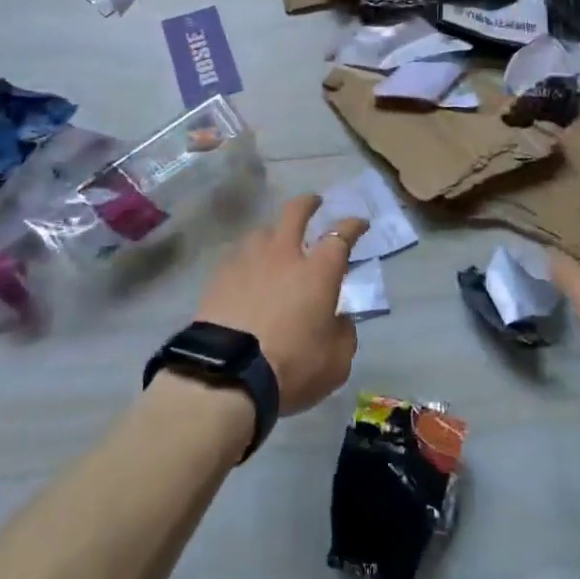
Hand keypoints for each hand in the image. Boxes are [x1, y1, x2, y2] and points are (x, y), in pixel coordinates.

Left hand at [194, 196, 366, 414]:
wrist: (227, 375)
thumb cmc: (291, 366)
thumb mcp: (336, 362)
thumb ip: (343, 333)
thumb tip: (338, 319)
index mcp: (317, 271)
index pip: (341, 235)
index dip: (353, 225)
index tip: (360, 222)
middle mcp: (284, 255)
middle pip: (295, 213)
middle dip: (308, 203)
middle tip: (314, 202)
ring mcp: (248, 261)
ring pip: (262, 231)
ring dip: (273, 233)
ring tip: (274, 243)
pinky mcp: (220, 276)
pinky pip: (239, 256)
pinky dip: (248, 259)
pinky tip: (247, 272)